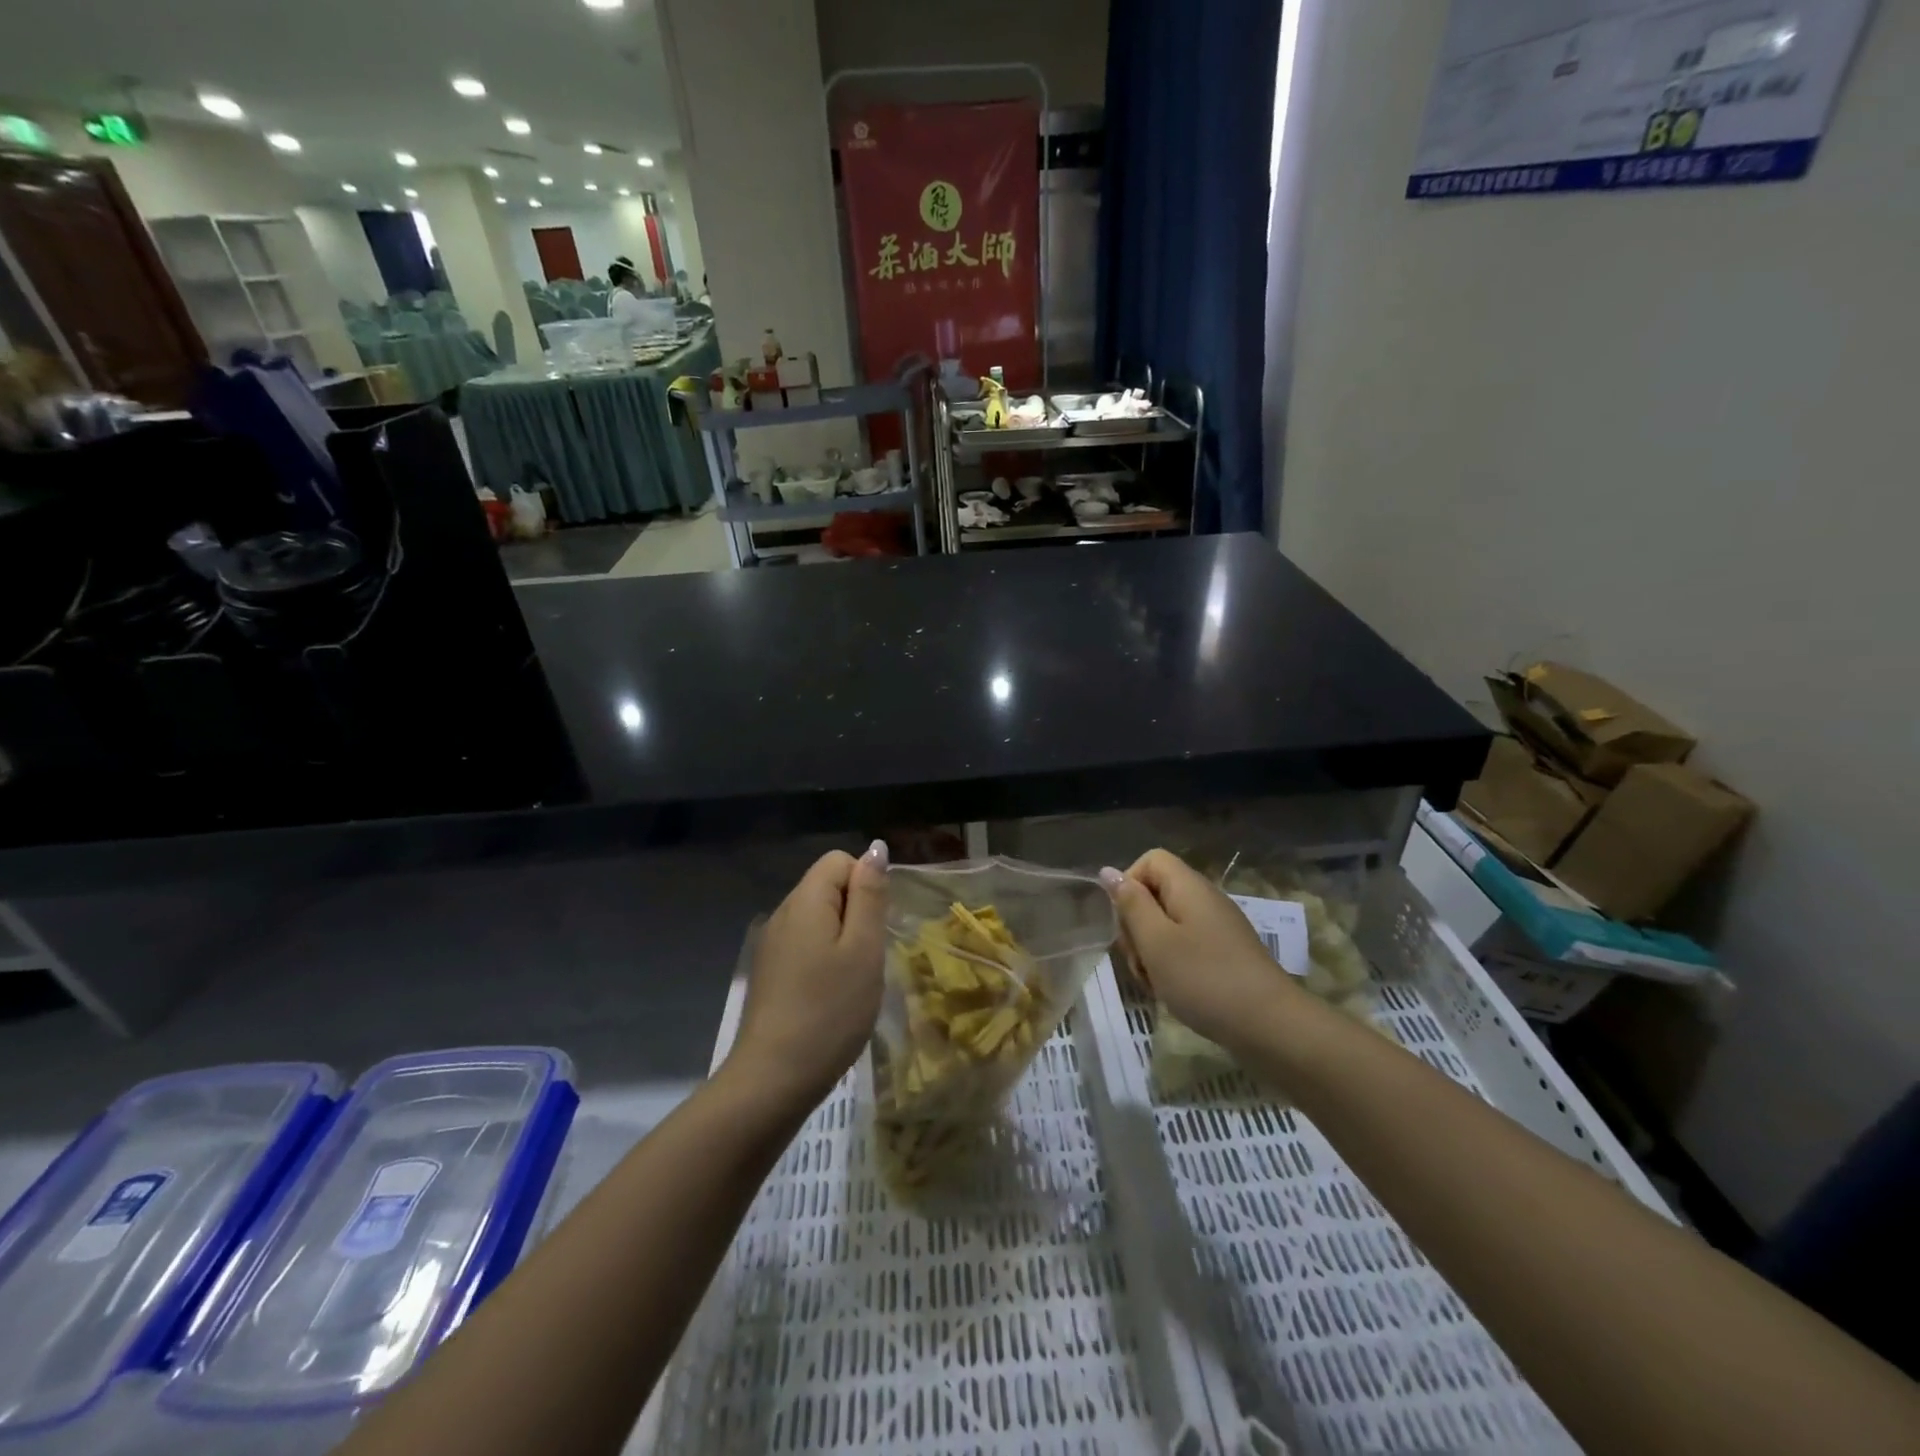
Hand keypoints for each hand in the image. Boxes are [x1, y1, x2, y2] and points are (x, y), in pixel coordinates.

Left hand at [724, 841, 888, 1109]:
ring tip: (852, 980)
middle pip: (827, 886)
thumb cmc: (831, 1009)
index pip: (839, 861)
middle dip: (855, 912)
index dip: (865, 884)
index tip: (875, 928)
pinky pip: (804, 944)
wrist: (774, 1078)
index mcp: (805, 901)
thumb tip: (875, 848)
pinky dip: (824, 958)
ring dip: (842, 938)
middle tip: (867, 957)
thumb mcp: (863, 948)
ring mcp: (771, 944)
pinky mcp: (769, 971)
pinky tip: (830, 994)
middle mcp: (783, 913)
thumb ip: (870, 894)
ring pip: (817, 918)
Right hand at [1101, 849, 1309, 1052]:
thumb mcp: (1156, 941)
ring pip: (1167, 925)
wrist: (1271, 1027)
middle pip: (1155, 894)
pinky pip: (1186, 947)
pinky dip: (1171, 966)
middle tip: (1138, 961)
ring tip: (1153, 983)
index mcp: (1188, 887)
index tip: (1124, 921)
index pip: (1150, 861)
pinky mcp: (1224, 955)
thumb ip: (1130, 903)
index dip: (1129, 884)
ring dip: (1150, 951)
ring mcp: (1217, 928)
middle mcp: (1205, 900)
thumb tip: (1109, 871)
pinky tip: (1172, 992)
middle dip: (1136, 925)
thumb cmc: (1204, 979)